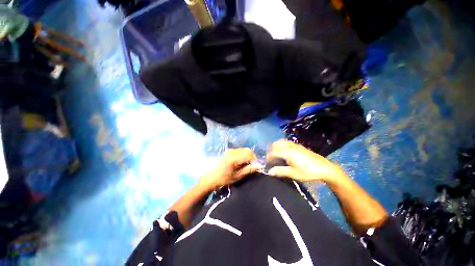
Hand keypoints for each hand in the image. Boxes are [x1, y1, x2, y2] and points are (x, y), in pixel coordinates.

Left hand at [200, 148, 262, 189]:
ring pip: (244, 149)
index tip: (256, 167)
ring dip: (248, 155)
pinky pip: (240, 150)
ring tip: (247, 164)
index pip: (249, 154)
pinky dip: (244, 154)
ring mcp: (230, 150)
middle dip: (252, 157)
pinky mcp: (229, 150)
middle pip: (248, 150)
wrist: (211, 177)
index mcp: (234, 158)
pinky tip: (241, 161)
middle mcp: (232, 151)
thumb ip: (248, 169)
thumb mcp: (237, 176)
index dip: (255, 160)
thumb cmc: (224, 179)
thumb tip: (259, 166)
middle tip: (252, 166)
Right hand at [267, 140, 346, 182]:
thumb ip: (281, 171)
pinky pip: (287, 142)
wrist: (325, 168)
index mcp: (288, 153)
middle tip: (270, 157)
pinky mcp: (299, 146)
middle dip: (271, 149)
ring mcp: (295, 145)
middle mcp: (290, 147)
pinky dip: (282, 145)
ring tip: (275, 153)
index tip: (267, 162)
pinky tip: (284, 152)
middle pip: (277, 143)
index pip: (274, 152)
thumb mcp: (294, 174)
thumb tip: (270, 171)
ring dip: (276, 146)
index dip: (268, 156)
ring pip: (282, 141)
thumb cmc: (308, 172)